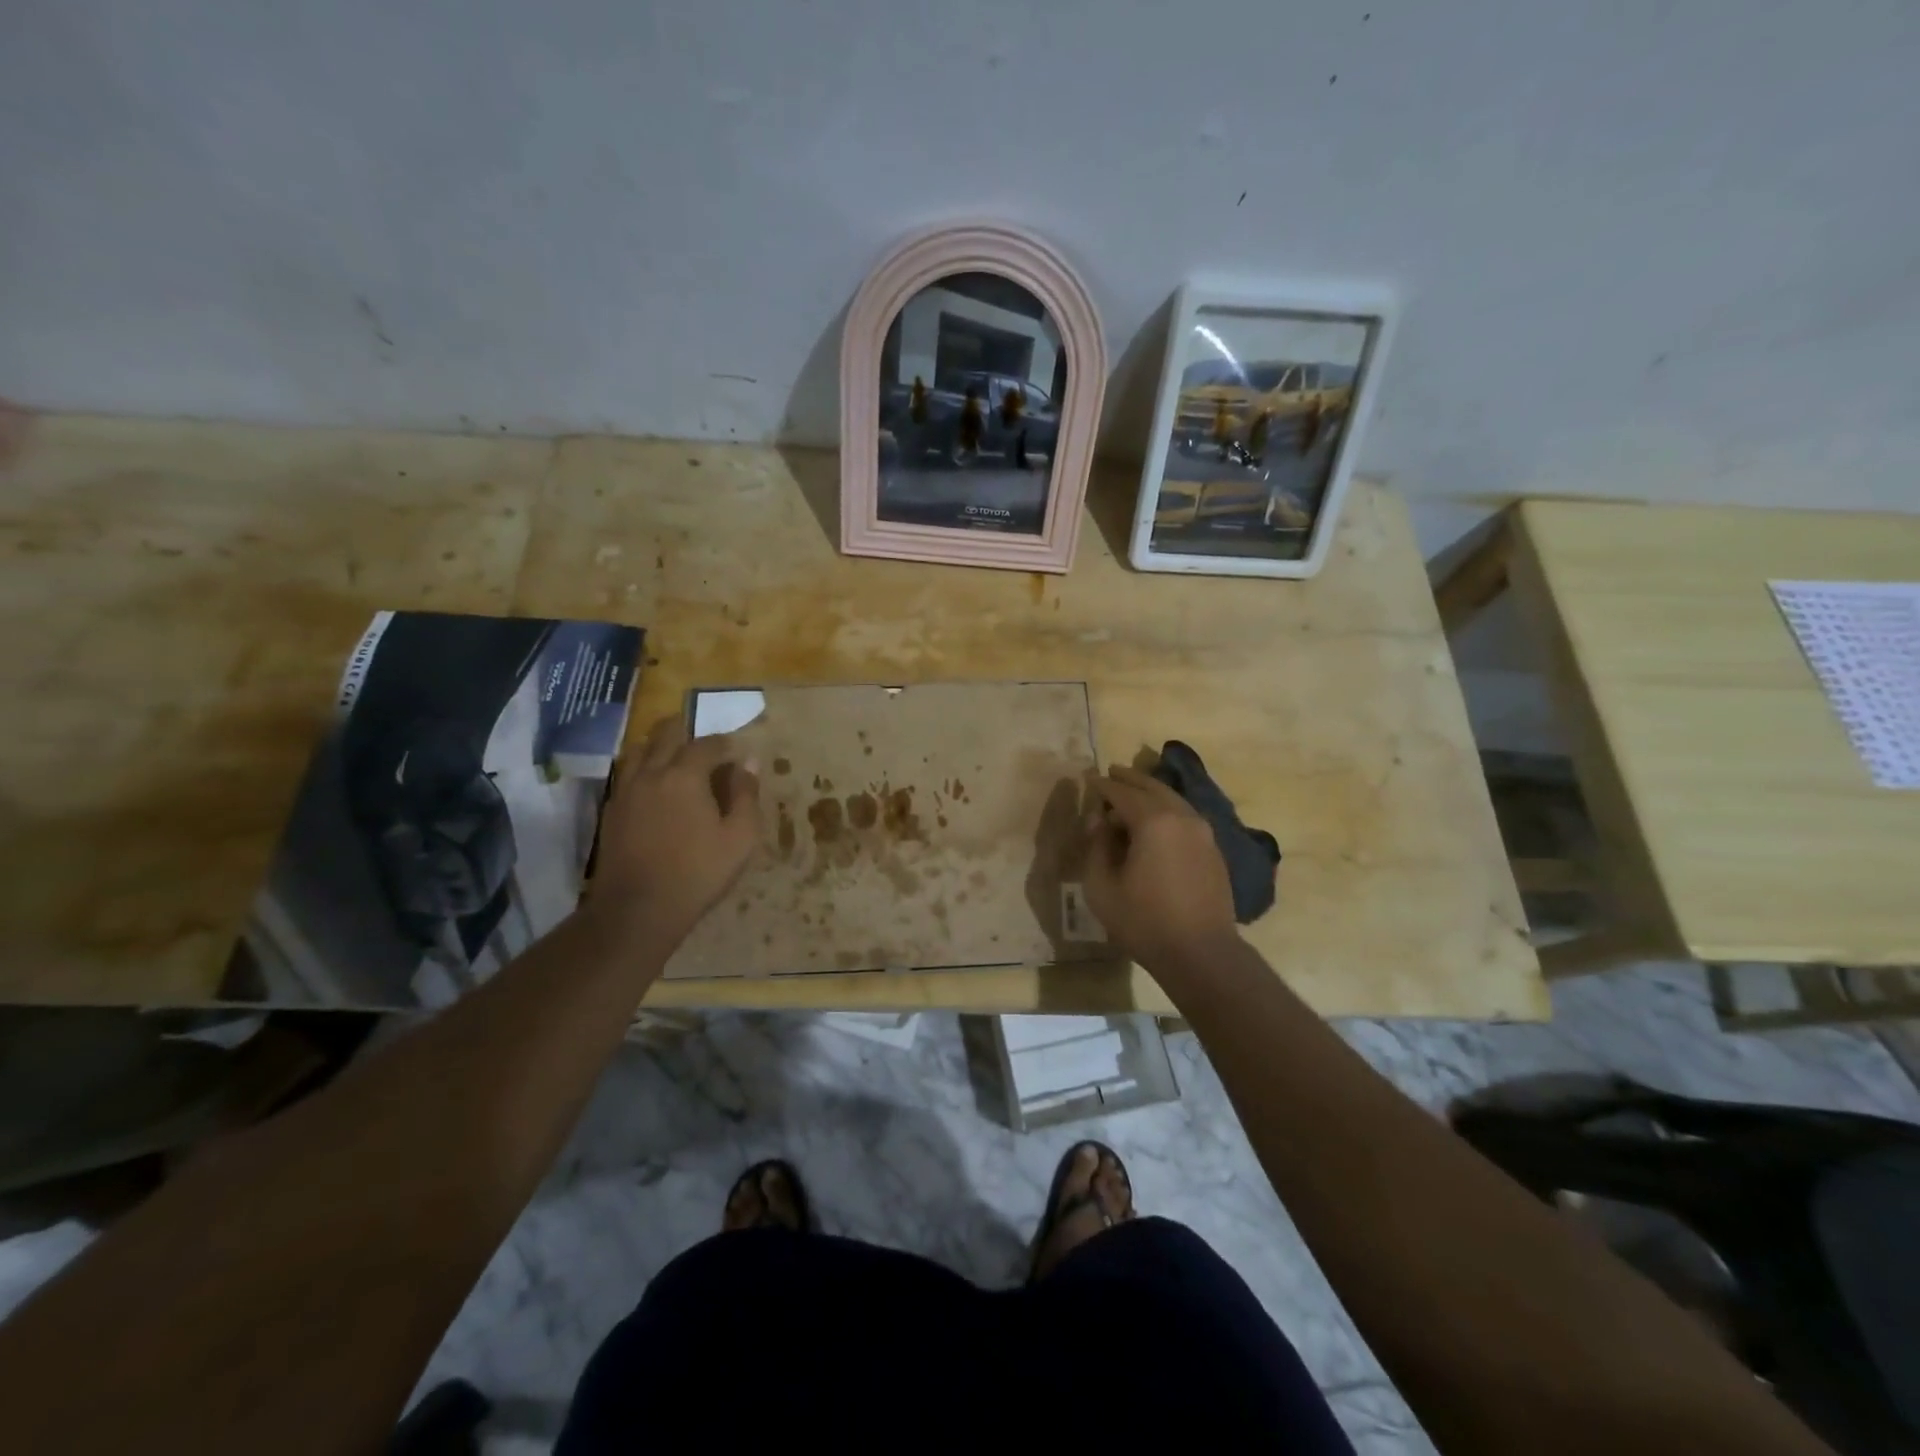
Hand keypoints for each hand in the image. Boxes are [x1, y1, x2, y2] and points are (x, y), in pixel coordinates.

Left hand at [588, 716, 761, 946]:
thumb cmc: (698, 873)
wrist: (637, 910)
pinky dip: (643, 767)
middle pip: (665, 734)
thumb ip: (746, 795)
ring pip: (640, 749)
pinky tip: (654, 785)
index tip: (738, 752)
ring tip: (676, 757)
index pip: (707, 744)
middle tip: (704, 741)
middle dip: (687, 730)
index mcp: (685, 775)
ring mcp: (626, 790)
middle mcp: (651, 773)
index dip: (725, 744)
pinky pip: (627, 773)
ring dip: (660, 745)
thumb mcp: (740, 837)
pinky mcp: (611, 810)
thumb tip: (748, 764)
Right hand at [1082, 764, 1238, 972]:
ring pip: (1173, 799)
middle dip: (1129, 778)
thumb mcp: (1101, 886)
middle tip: (1111, 772)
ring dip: (1151, 792)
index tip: (1088, 779)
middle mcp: (1181, 817)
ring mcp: (1203, 832)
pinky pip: (1185, 816)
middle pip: (1152, 787)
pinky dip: (1167, 809)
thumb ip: (1096, 846)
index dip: (1102, 786)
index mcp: (1153, 821)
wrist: (1201, 953)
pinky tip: (1156, 821)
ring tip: (1132, 792)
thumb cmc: (1144, 921)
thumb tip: (1099, 822)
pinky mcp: (1213, 849)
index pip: (1121, 792)